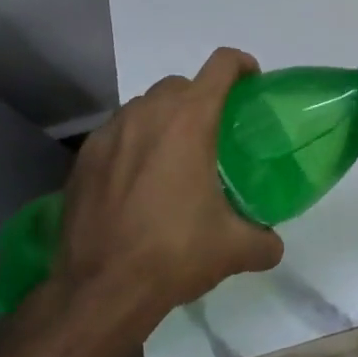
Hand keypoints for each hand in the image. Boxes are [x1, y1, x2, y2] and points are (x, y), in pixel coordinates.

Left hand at [55, 47, 283, 323]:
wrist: (99, 290)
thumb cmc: (173, 254)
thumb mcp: (233, 249)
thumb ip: (264, 240)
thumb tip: (273, 245)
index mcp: (190, 122)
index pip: (221, 66)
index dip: (242, 66)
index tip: (252, 83)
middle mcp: (148, 114)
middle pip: (181, 84)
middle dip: (201, 97)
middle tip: (214, 132)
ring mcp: (110, 133)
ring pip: (144, 105)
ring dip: (163, 118)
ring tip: (174, 156)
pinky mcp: (84, 158)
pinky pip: (116, 132)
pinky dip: (132, 142)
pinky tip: (137, 179)